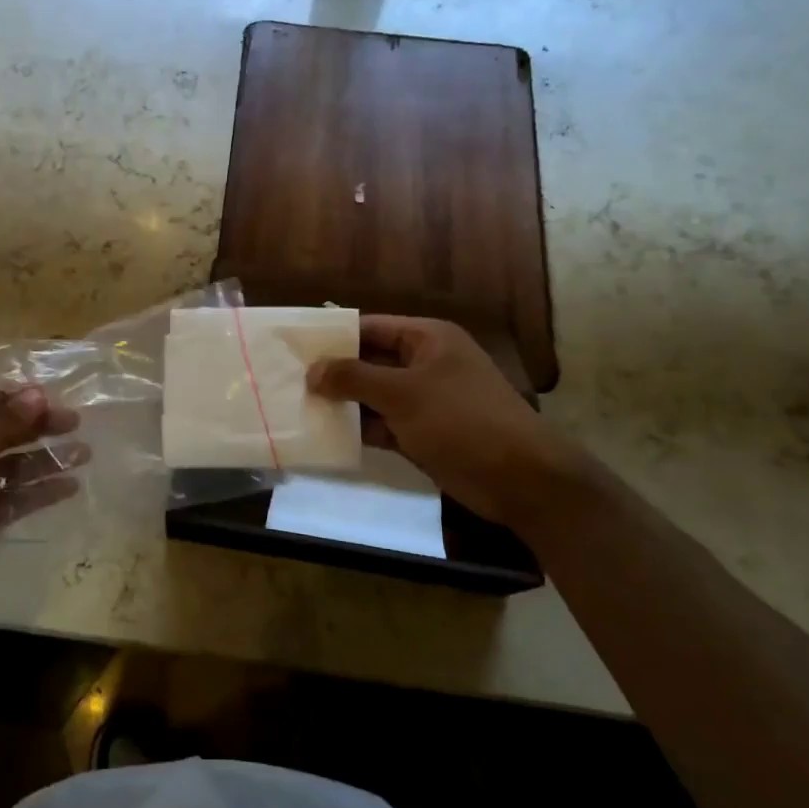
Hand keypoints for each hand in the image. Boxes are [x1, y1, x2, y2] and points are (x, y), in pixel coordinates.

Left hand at [0, 387, 84, 631]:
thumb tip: (39, 394)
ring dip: (45, 459)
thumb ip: (3, 424)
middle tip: (73, 422)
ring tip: (84, 453)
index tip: (46, 396)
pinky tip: (70, 485)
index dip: (8, 398)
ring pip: (11, 466)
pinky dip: (41, 491)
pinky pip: (15, 497)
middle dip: (35, 426)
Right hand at [307, 316, 594, 529]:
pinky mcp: (424, 433)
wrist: (521, 479)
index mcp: (427, 339)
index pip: (370, 327)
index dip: (333, 337)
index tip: (294, 349)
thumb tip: (312, 370)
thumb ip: (354, 378)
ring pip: (374, 395)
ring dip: (343, 403)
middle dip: (333, 372)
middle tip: (287, 381)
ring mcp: (425, 401)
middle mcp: (425, 364)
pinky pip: (383, 424)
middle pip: (370, 361)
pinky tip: (325, 435)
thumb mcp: (404, 394)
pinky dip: (359, 429)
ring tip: (296, 407)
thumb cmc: (462, 421)